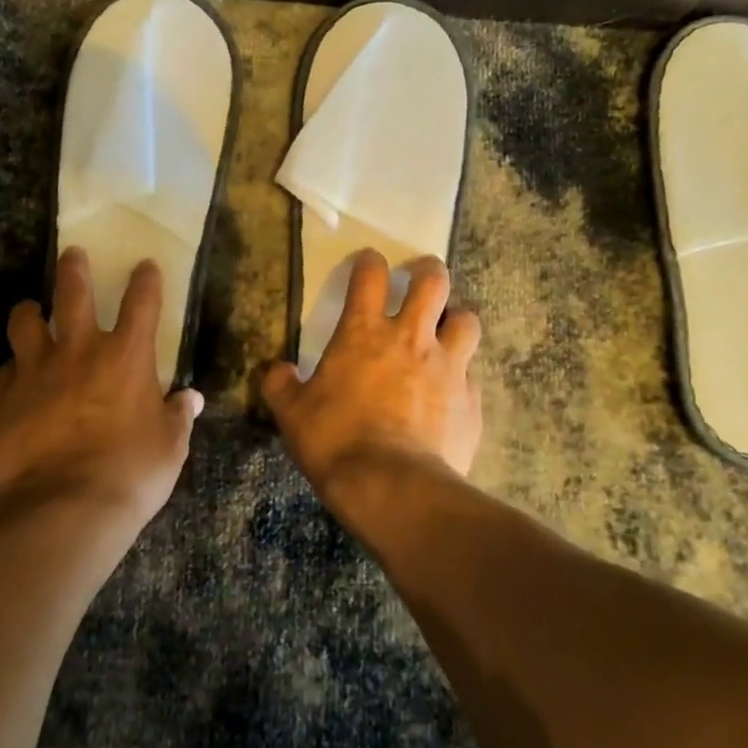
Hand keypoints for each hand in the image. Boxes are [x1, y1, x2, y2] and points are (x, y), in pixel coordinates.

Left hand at [0, 248, 203, 526]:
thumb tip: (190, 399)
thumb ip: (178, 416)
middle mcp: (80, 351)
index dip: (146, 279)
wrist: (65, 506)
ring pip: (25, 323)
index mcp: (127, 357)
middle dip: (73, 268)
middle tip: (71, 254)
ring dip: (29, 312)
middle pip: (73, 293)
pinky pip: (6, 372)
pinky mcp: (5, 399)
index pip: (142, 302)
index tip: (145, 265)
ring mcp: (37, 372)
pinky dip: (14, 370)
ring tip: (31, 311)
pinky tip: (16, 379)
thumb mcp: (169, 446)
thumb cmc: (131, 472)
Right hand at [261, 250, 482, 494]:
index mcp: (363, 332)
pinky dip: (462, 373)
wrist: (392, 486)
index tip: (369, 260)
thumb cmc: (335, 440)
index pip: (370, 276)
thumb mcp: (292, 413)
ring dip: (456, 319)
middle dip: (428, 271)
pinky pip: (472, 373)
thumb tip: (275, 370)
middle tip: (421, 274)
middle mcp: (410, 337)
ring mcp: (447, 366)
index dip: (369, 262)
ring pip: (466, 319)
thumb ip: (280, 385)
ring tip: (447, 329)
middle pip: (432, 282)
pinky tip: (452, 389)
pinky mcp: (471, 399)